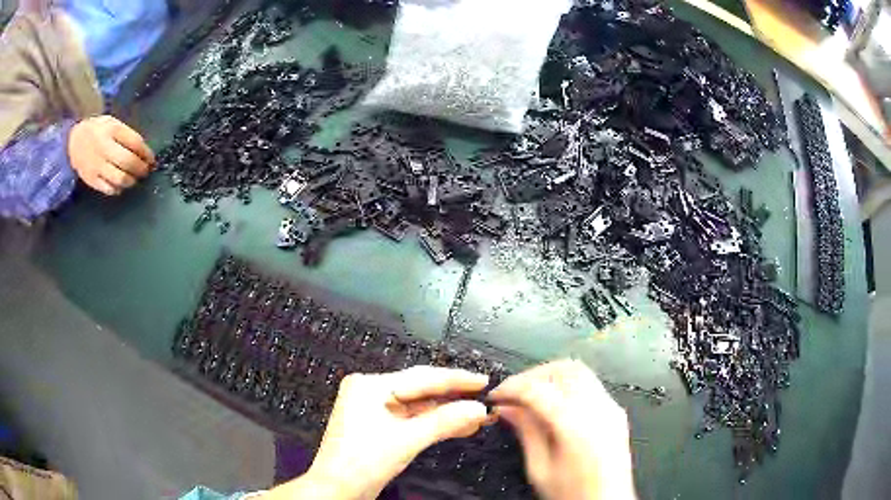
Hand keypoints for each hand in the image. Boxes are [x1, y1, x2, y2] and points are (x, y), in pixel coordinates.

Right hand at [67, 115, 154, 195]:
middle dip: (141, 169)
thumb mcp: (113, 124)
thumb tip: (144, 153)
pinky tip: (121, 185)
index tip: (152, 159)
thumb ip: (127, 136)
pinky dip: (118, 189)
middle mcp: (104, 147)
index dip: (146, 153)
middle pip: (128, 162)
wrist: (73, 141)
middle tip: (146, 171)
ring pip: (119, 178)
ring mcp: (96, 165)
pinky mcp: (91, 180)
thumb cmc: (98, 131)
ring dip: (131, 181)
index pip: (134, 142)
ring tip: (135, 179)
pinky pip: (108, 188)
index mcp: (112, 129)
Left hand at [266, 366, 489, 499]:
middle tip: (484, 398)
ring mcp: (374, 409)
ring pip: (419, 406)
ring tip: (478, 416)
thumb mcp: (406, 440)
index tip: (483, 381)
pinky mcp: (380, 426)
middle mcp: (370, 392)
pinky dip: (434, 424)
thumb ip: (444, 422)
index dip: (455, 380)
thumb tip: (478, 409)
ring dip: (447, 412)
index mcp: (370, 386)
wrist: (338, 490)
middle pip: (421, 390)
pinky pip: (413, 419)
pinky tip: (458, 426)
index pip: (421, 378)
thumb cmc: (361, 463)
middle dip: (453, 397)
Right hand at [490, 360, 636, 499]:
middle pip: (562, 369)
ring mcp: (610, 408)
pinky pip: (591, 385)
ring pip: (579, 371)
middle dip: (532, 375)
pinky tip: (555, 404)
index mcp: (575, 426)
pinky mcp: (616, 412)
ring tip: (531, 395)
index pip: (537, 389)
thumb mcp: (540, 469)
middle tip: (513, 392)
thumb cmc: (573, 494)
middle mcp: (597, 409)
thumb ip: (526, 432)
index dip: (511, 387)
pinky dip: (568, 385)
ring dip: (551, 376)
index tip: (496, 396)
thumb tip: (507, 409)